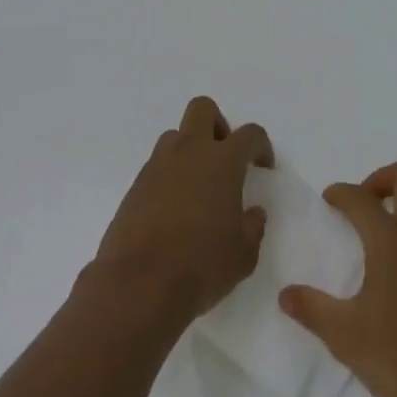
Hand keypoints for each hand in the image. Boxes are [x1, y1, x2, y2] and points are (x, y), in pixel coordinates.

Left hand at [92, 96, 273, 329]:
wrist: (138, 286)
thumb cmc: (200, 266)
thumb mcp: (243, 255)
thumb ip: (253, 227)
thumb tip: (253, 213)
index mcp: (222, 161)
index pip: (250, 134)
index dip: (261, 146)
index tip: (262, 167)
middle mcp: (189, 152)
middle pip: (202, 109)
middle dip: (217, 125)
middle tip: (224, 159)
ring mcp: (157, 167)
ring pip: (175, 136)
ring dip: (189, 150)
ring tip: (197, 187)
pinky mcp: (134, 187)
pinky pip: (156, 167)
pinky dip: (168, 177)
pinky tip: (173, 211)